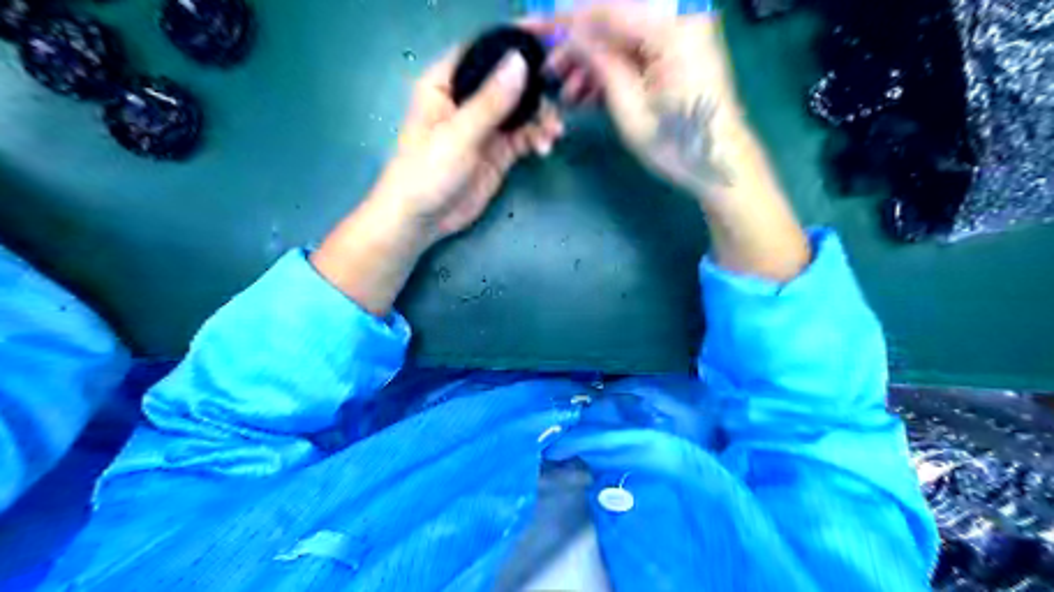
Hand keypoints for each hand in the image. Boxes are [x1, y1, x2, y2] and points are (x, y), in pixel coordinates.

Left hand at [310, 45, 563, 315]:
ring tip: (551, 134)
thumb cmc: (426, 173)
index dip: (513, 40)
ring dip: (541, 117)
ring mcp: (485, 127)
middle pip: (509, 80)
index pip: (482, 49)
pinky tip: (545, 146)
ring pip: (522, 109)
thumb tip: (520, 62)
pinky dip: (537, 137)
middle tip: (560, 96)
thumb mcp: (458, 135)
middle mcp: (467, 99)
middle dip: (536, 87)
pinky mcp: (498, 152)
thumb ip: (490, 102)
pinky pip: (524, 136)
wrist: (422, 221)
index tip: (547, 37)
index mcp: (446, 83)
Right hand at [547, 6, 743, 197]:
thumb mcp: (628, 106)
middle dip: (578, 45)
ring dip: (593, 61)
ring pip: (623, 35)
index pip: (605, 9)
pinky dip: (614, 67)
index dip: (564, 20)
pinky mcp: (680, 48)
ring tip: (569, 94)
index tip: (529, 28)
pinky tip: (591, 92)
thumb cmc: (676, 142)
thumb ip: (600, 61)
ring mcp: (682, 31)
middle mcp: (680, 16)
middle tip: (549, 72)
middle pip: (614, 19)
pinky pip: (637, 48)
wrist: (719, 162)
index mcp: (671, 26)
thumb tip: (571, 33)